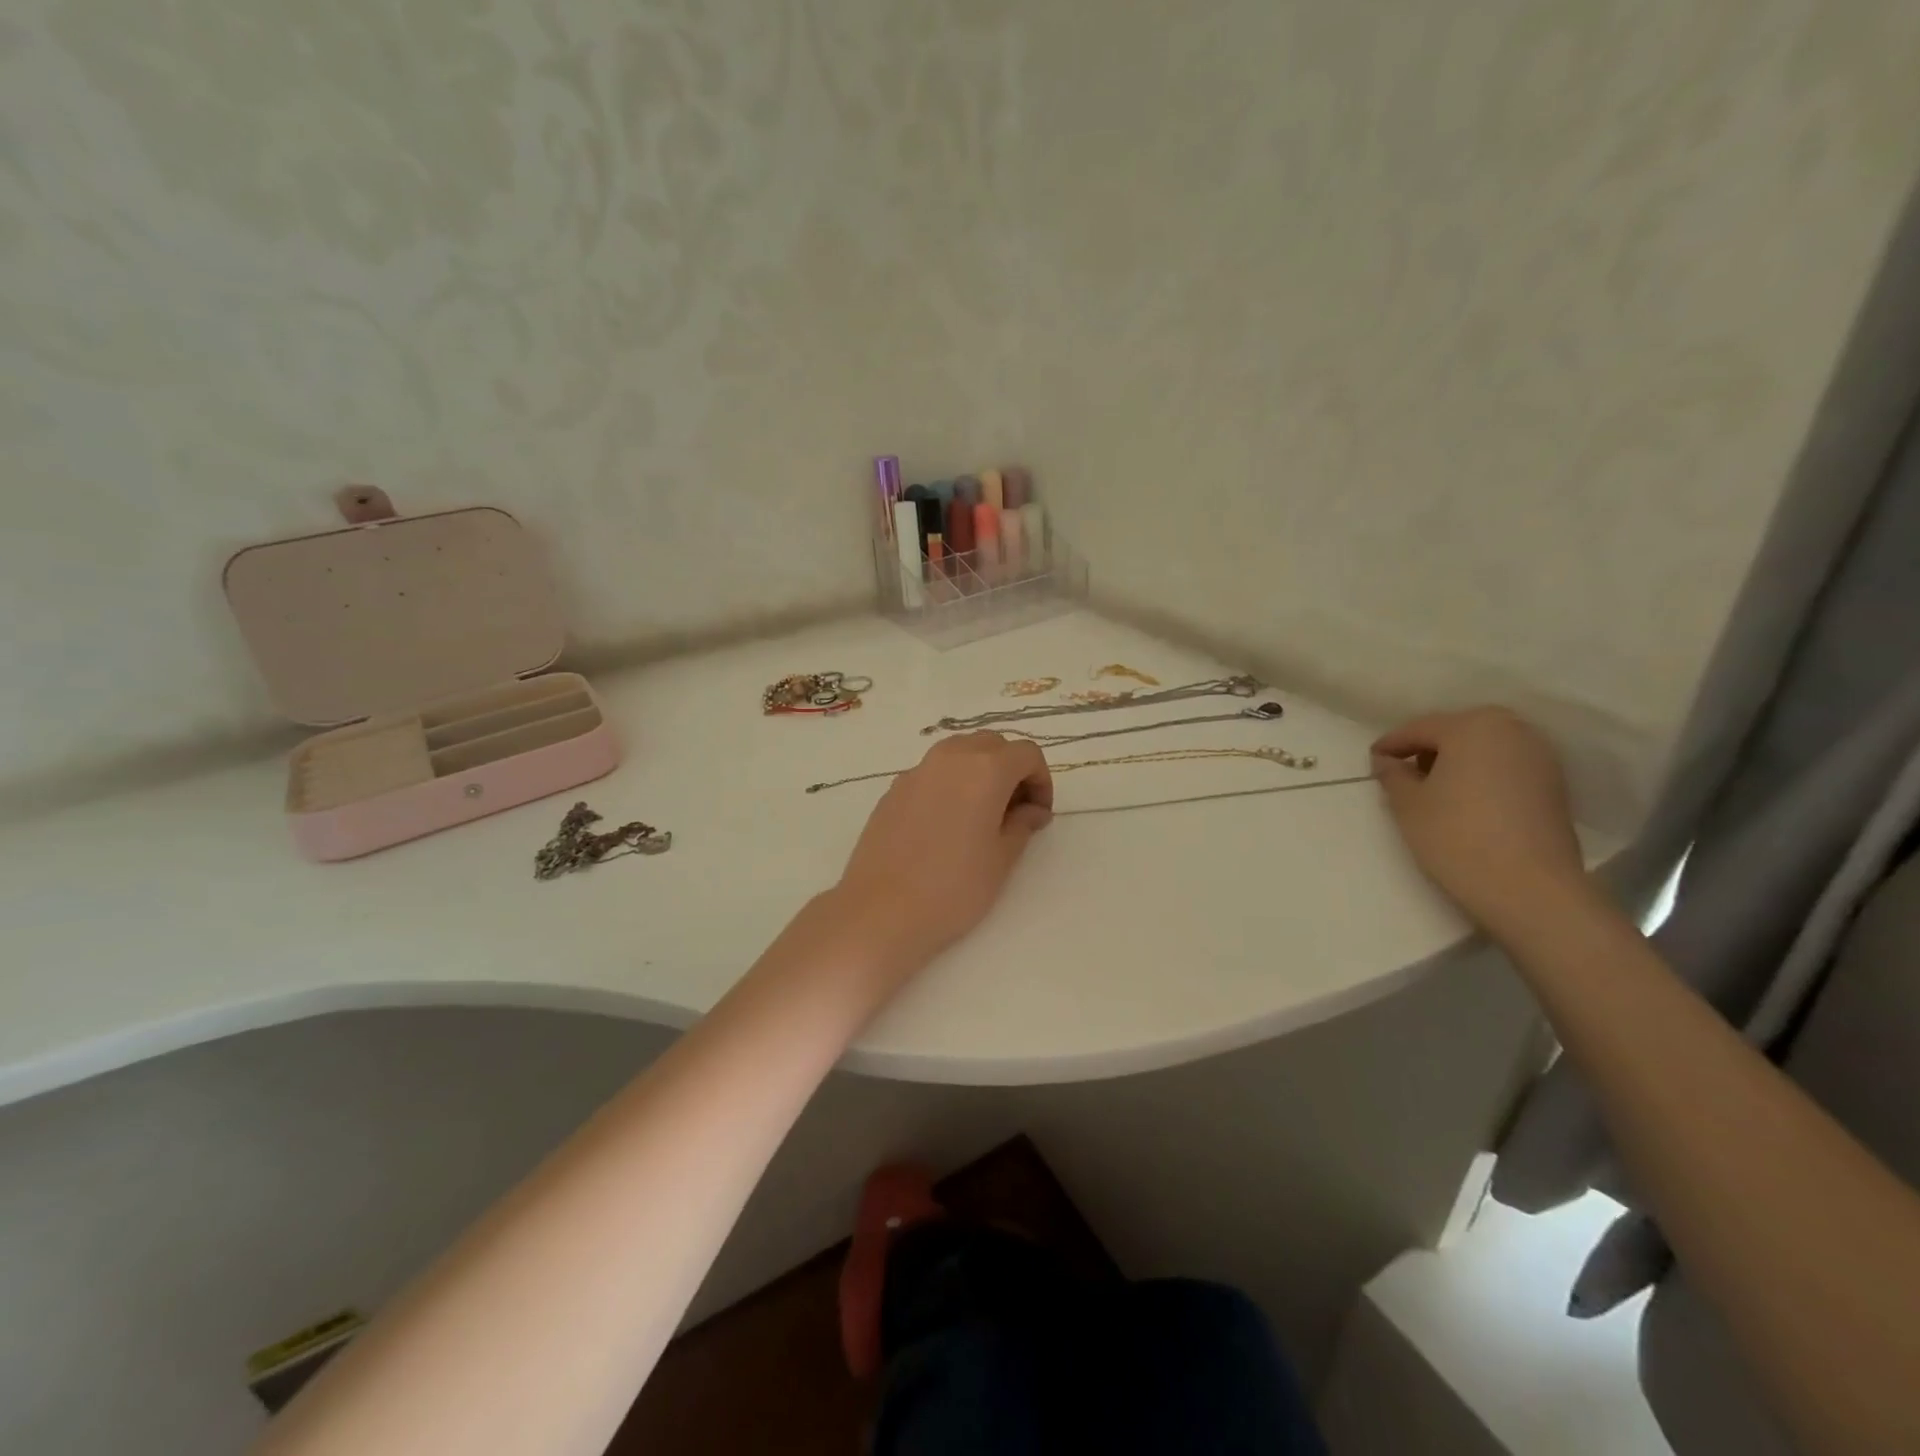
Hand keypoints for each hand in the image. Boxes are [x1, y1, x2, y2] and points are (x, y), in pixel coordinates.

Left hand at [833, 732, 1053, 968]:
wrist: (880, 910)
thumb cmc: (953, 888)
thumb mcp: (1001, 859)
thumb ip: (1022, 825)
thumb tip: (1031, 810)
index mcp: (985, 769)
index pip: (1026, 753)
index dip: (1041, 780)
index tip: (1038, 814)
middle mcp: (950, 758)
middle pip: (992, 744)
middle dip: (1011, 769)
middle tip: (1015, 811)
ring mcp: (916, 771)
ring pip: (958, 752)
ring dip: (979, 771)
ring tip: (981, 814)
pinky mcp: (893, 789)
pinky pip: (932, 772)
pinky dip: (949, 784)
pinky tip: (946, 825)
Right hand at [1372, 707, 1586, 936]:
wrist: (1530, 889)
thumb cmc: (1457, 836)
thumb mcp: (1408, 805)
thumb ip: (1393, 776)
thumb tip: (1388, 762)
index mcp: (1473, 726)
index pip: (1420, 728)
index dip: (1391, 745)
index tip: (1371, 762)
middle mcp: (1512, 730)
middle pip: (1457, 732)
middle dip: (1427, 749)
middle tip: (1402, 774)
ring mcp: (1540, 757)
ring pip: (1484, 749)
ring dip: (1456, 762)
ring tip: (1433, 790)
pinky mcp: (1554, 785)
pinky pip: (1505, 768)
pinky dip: (1481, 776)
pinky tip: (1465, 802)